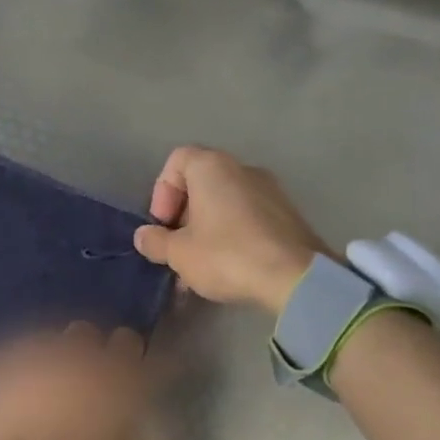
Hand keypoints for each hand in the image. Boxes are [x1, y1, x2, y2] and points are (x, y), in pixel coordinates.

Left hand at [0, 324, 144, 439]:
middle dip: (82, 356)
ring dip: (45, 363)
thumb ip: (121, 419)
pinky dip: (10, 373)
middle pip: (83, 335)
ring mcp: (26, 356)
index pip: (127, 342)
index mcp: (108, 382)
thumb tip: (119, 398)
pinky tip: (6, 400)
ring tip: (35, 396)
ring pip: (44, 343)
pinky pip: (8, 358)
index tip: (116, 375)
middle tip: (74, 388)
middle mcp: (69, 358)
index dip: (122, 358)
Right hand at [132, 146, 327, 315]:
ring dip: (205, 230)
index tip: (163, 223)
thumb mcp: (178, 253)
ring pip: (224, 204)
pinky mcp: (287, 215)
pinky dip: (230, 236)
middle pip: (201, 183)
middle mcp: (243, 169)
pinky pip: (246, 218)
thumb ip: (155, 241)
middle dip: (183, 215)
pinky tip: (226, 268)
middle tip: (177, 247)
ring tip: (198, 266)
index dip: (162, 190)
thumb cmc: (227, 255)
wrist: (296, 278)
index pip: (177, 160)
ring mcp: (270, 191)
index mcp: (213, 167)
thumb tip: (144, 236)